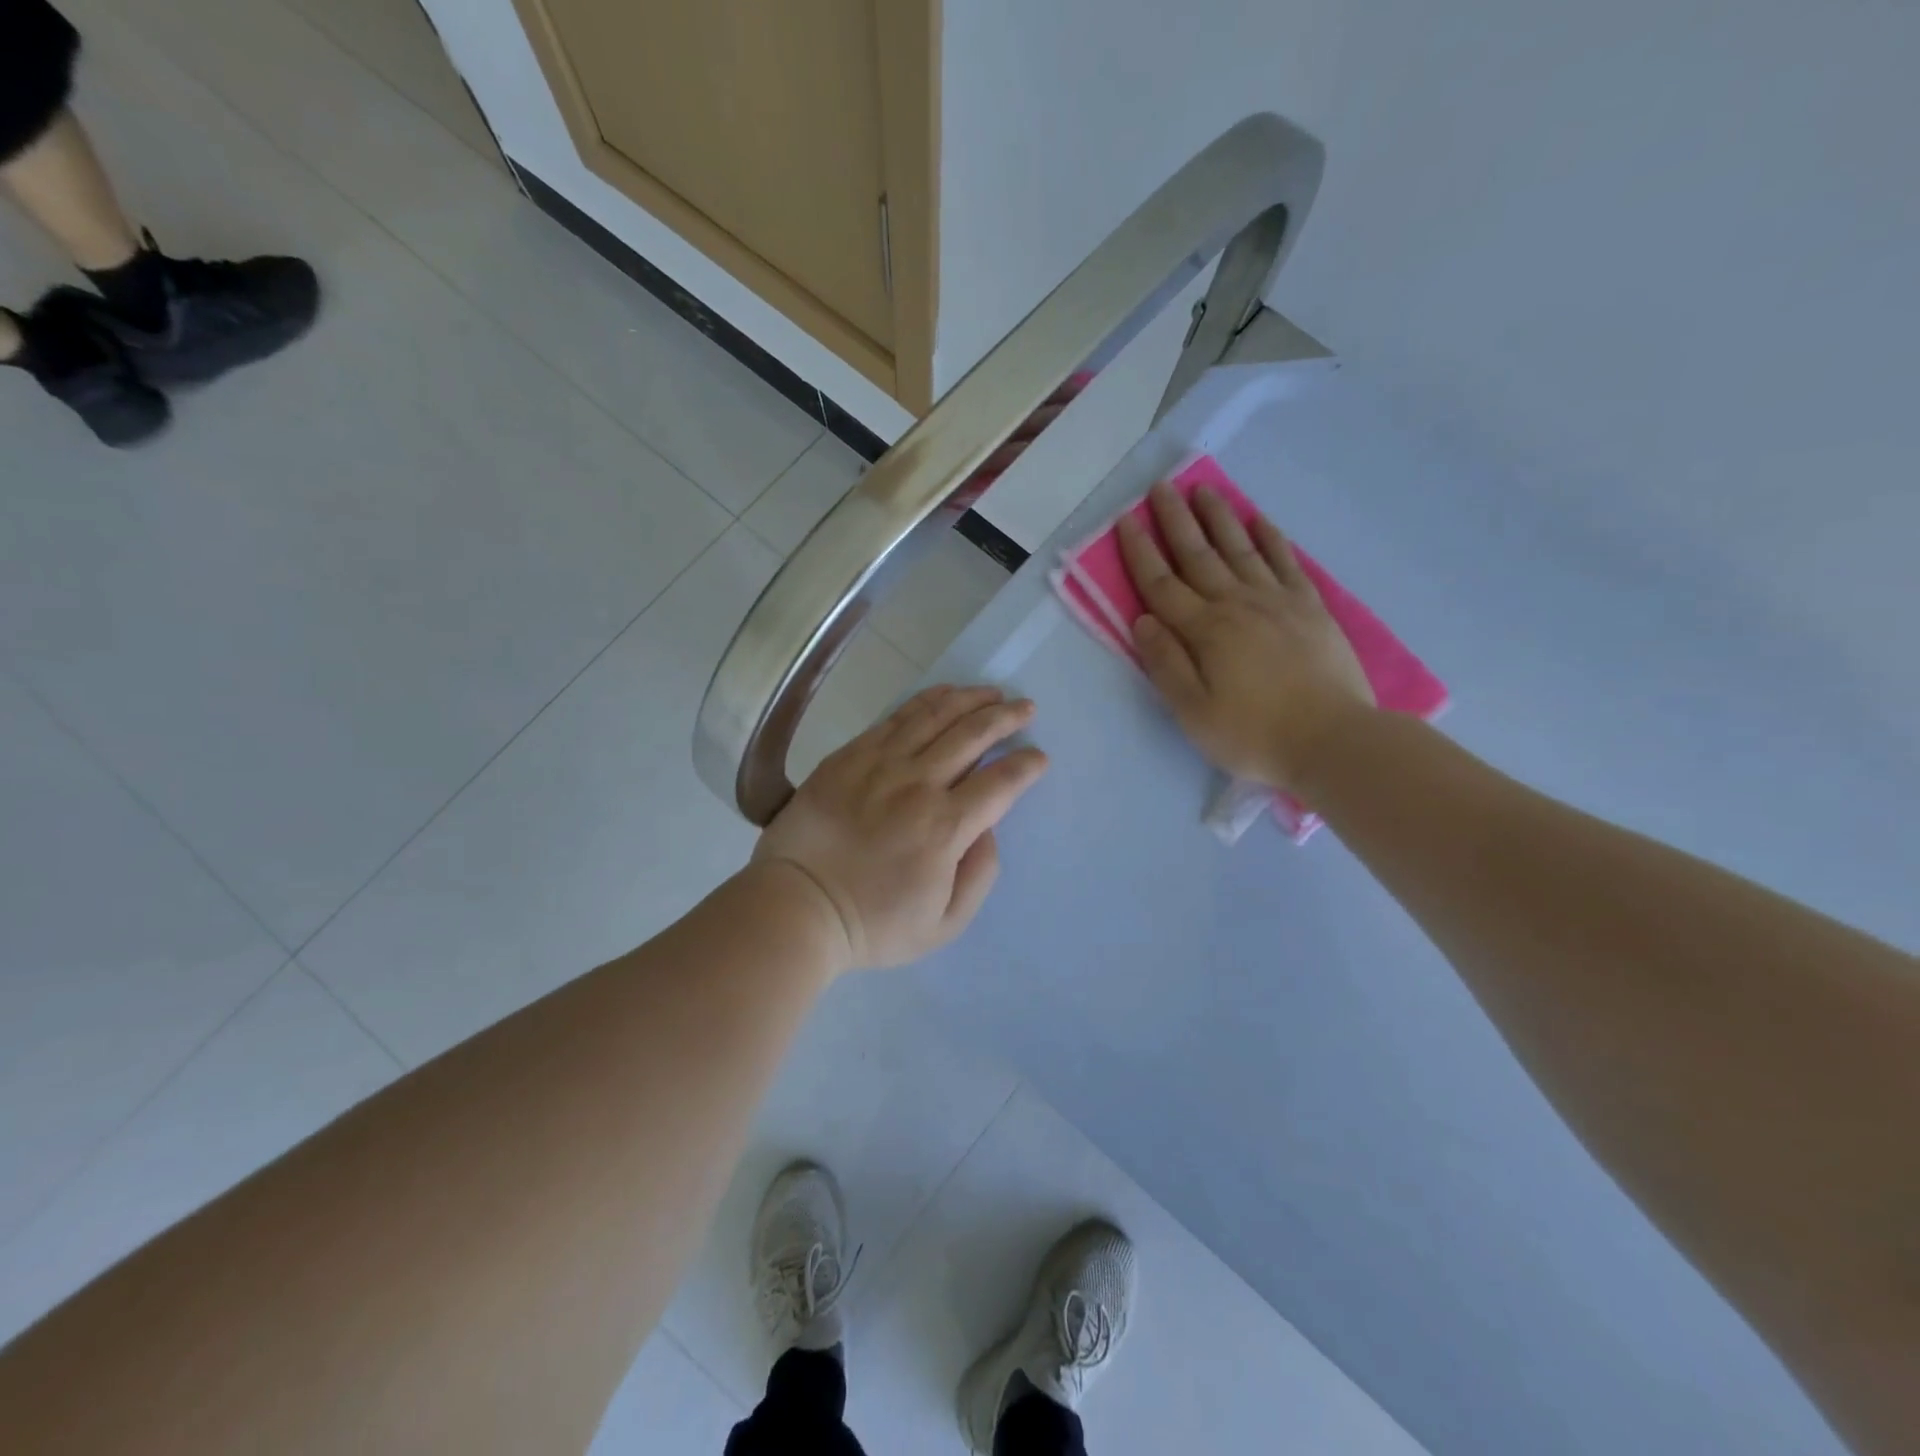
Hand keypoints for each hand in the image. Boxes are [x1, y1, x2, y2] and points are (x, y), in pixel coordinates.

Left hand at [753, 686, 1048, 970]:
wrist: (796, 906)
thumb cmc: (873, 924)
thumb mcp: (944, 924)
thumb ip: (979, 874)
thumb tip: (988, 827)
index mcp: (945, 827)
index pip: (1000, 782)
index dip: (1026, 765)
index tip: (1038, 757)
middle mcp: (917, 784)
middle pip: (972, 734)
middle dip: (1006, 717)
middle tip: (1025, 708)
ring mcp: (879, 763)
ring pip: (935, 716)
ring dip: (970, 699)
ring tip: (991, 693)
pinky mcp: (849, 755)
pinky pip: (895, 717)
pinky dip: (925, 701)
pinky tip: (942, 695)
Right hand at [1119, 483, 1374, 791]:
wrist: (1332, 740)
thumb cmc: (1253, 735)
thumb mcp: (1193, 712)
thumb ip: (1166, 663)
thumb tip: (1142, 620)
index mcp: (1204, 631)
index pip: (1161, 584)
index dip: (1140, 552)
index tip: (1125, 520)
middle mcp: (1237, 605)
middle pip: (1198, 555)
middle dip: (1175, 520)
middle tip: (1161, 486)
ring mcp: (1277, 602)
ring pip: (1240, 549)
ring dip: (1219, 518)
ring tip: (1203, 489)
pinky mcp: (1310, 608)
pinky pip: (1285, 562)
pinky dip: (1270, 538)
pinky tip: (1259, 520)